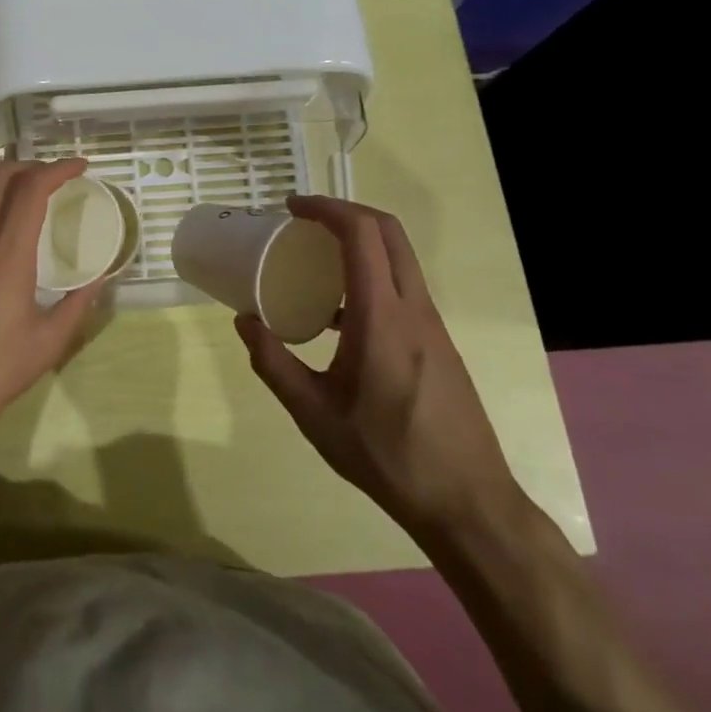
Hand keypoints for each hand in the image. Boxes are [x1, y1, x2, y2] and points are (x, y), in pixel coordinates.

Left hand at [0, 159, 103, 452]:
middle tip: (57, 178)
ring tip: (35, 199)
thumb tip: (99, 280)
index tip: (80, 167)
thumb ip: (77, 306)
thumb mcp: (47, 345)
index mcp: (5, 258)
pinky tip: (7, 233)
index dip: (57, 169)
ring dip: (9, 184)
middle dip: (31, 165)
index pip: (30, 190)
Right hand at [236, 195, 522, 551]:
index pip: (361, 233)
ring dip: (360, 240)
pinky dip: (371, 272)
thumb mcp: (314, 414)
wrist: (467, 502)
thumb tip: (243, 321)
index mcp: (382, 317)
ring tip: (316, 258)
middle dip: (344, 211)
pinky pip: (403, 285)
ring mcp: (432, 324)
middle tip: (303, 221)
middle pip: (387, 230)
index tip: (291, 208)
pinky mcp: (438, 341)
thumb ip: (274, 364)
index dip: (326, 208)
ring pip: (399, 256)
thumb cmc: (386, 456)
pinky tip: (340, 313)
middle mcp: (413, 307)